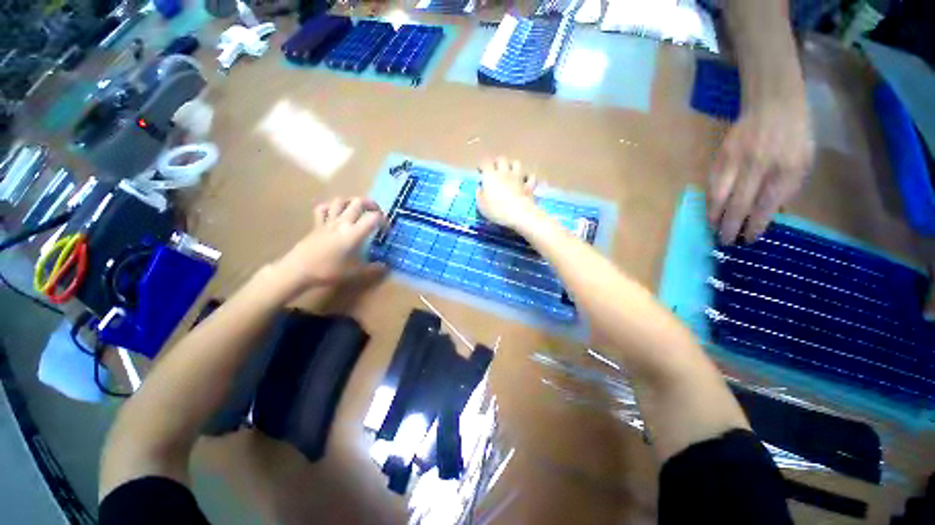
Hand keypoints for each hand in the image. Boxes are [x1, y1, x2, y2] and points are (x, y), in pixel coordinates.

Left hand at [275, 197, 384, 289]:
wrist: (298, 270)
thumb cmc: (329, 271)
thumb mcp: (355, 273)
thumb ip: (373, 269)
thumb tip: (385, 267)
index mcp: (354, 233)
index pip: (374, 218)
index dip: (384, 221)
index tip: (386, 231)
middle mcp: (342, 223)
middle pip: (359, 202)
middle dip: (372, 205)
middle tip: (377, 215)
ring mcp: (328, 221)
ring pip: (341, 201)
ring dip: (352, 203)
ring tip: (358, 212)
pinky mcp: (317, 224)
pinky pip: (323, 208)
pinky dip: (331, 208)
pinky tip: (335, 215)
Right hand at [476, 157, 538, 227]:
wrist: (519, 214)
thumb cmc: (496, 210)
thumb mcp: (481, 205)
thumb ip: (479, 194)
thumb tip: (480, 188)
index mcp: (491, 176)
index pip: (485, 163)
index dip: (482, 166)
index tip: (480, 172)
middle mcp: (504, 172)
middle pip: (501, 159)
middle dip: (497, 162)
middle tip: (494, 170)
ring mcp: (518, 178)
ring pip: (516, 163)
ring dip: (513, 166)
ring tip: (510, 173)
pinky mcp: (529, 185)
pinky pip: (530, 177)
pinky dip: (528, 178)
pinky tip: (525, 181)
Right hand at [707, 100, 814, 243]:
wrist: (773, 104)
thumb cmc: (795, 135)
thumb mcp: (804, 161)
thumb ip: (787, 188)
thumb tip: (767, 214)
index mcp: (786, 169)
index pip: (766, 206)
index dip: (755, 226)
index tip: (749, 239)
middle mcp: (759, 166)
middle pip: (738, 205)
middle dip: (730, 226)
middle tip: (725, 241)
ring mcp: (736, 161)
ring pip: (718, 196)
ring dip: (714, 216)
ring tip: (713, 228)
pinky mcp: (720, 156)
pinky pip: (711, 184)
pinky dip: (709, 200)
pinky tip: (710, 209)